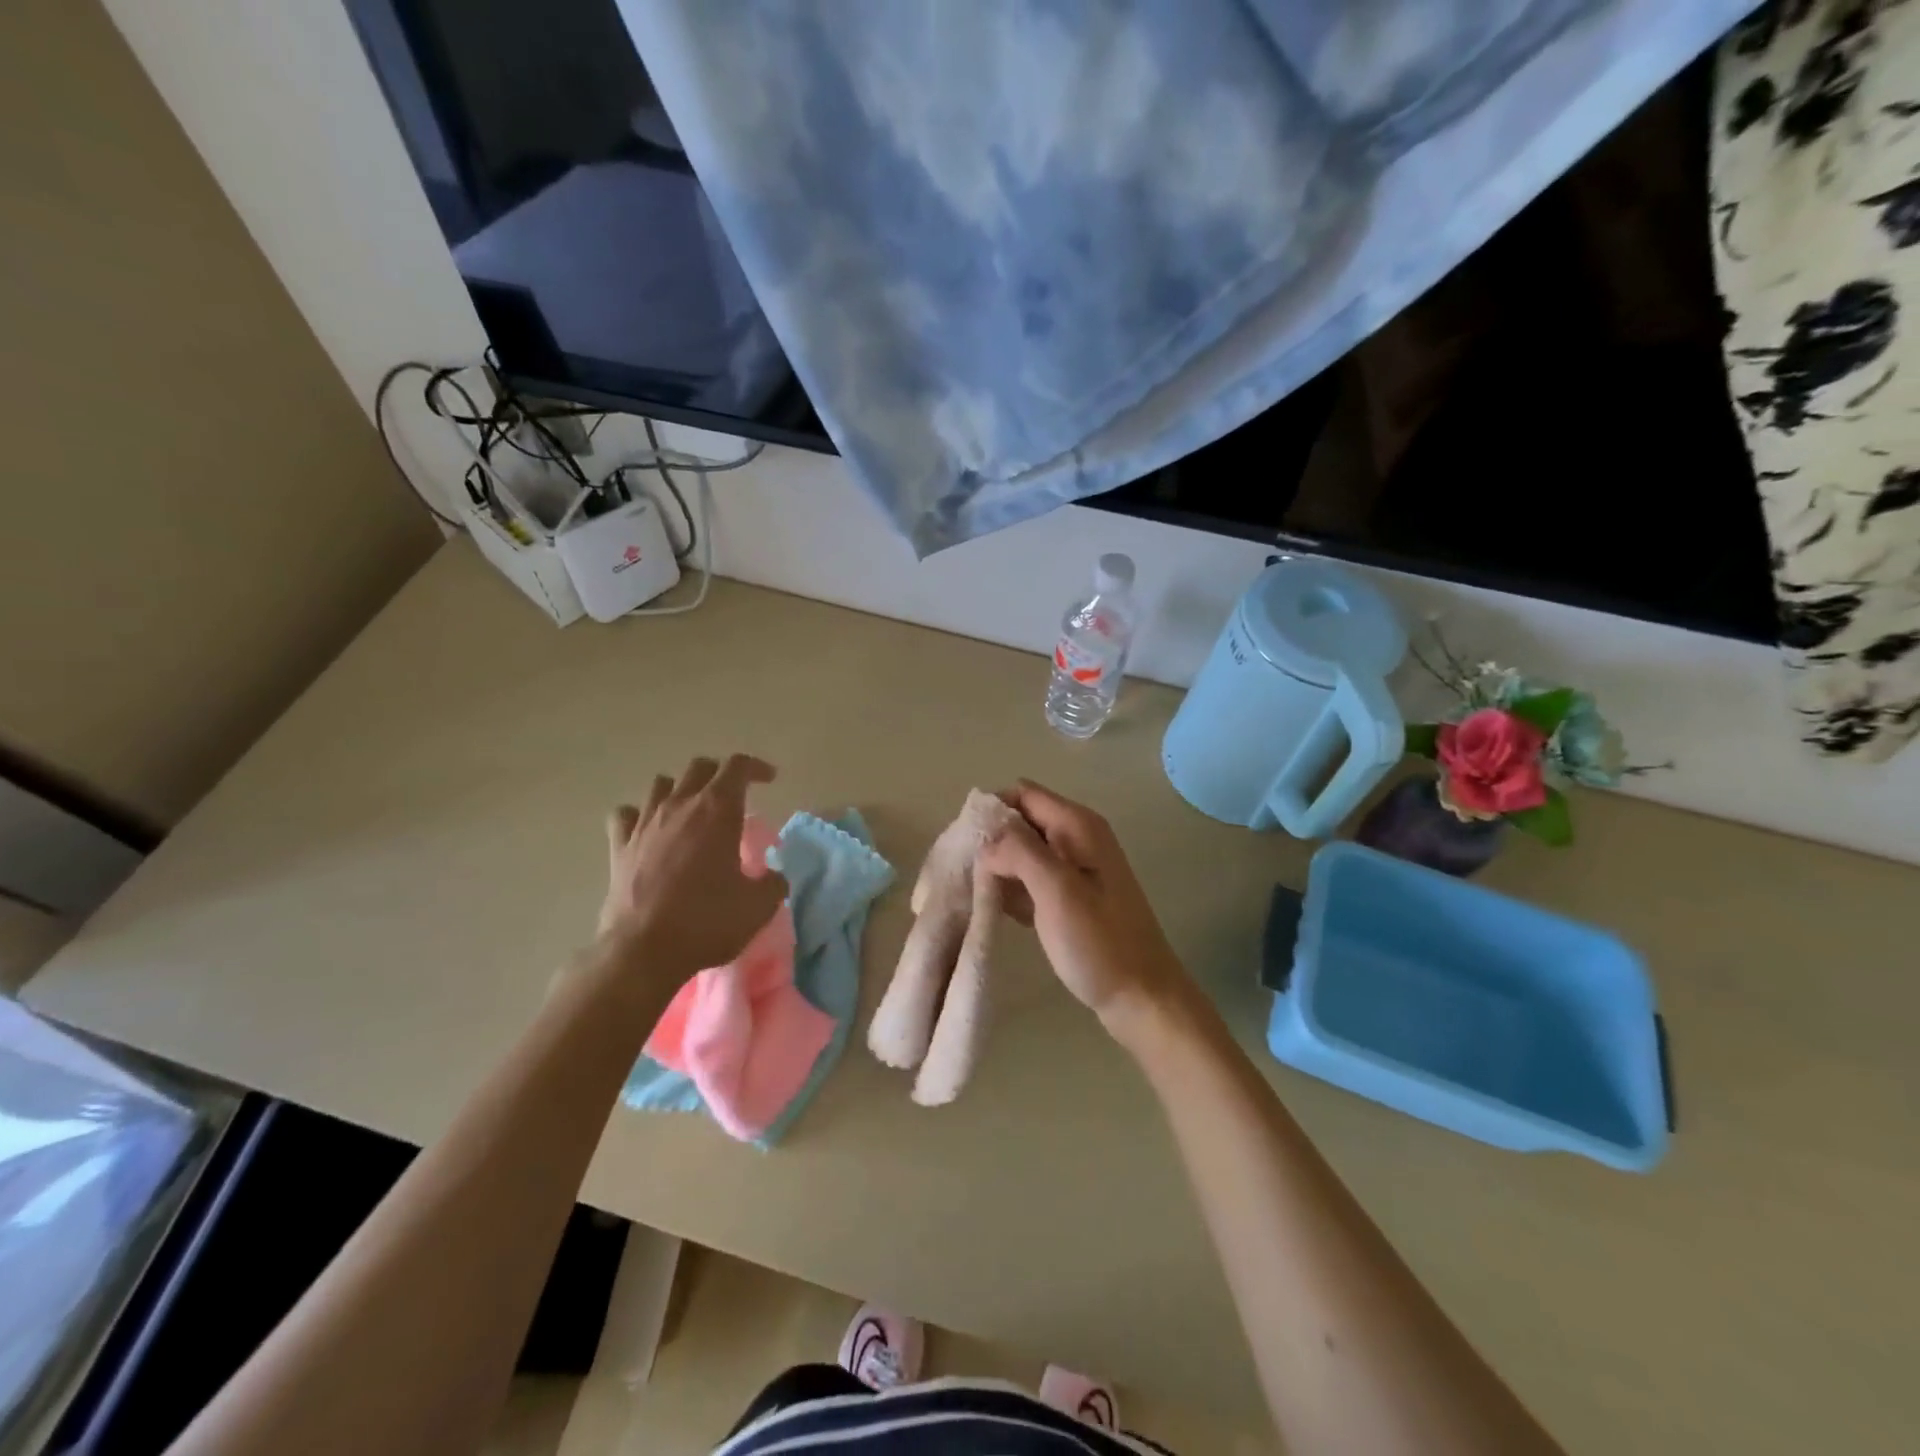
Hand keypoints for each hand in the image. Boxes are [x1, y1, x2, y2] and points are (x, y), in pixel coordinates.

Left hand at [597, 754, 787, 981]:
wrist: (643, 950)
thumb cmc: (707, 921)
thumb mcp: (758, 906)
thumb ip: (773, 884)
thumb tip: (773, 877)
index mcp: (718, 810)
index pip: (738, 767)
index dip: (756, 767)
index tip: (769, 779)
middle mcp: (680, 805)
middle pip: (700, 767)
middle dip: (721, 774)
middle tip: (734, 796)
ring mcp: (645, 823)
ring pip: (661, 784)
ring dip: (681, 789)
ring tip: (692, 810)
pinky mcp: (619, 846)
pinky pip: (626, 814)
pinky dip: (639, 815)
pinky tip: (649, 830)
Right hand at [978, 780, 1189, 1043]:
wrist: (1142, 997)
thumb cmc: (1100, 942)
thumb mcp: (1057, 891)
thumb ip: (1019, 852)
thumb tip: (986, 839)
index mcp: (1077, 826)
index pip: (1022, 794)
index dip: (992, 811)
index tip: (965, 844)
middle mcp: (1076, 838)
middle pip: (1020, 821)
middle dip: (990, 841)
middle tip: (962, 872)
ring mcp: (1074, 869)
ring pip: (1022, 852)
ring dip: (997, 868)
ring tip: (971, 893)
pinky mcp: (1069, 897)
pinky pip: (1030, 880)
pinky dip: (1010, 890)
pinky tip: (993, 910)